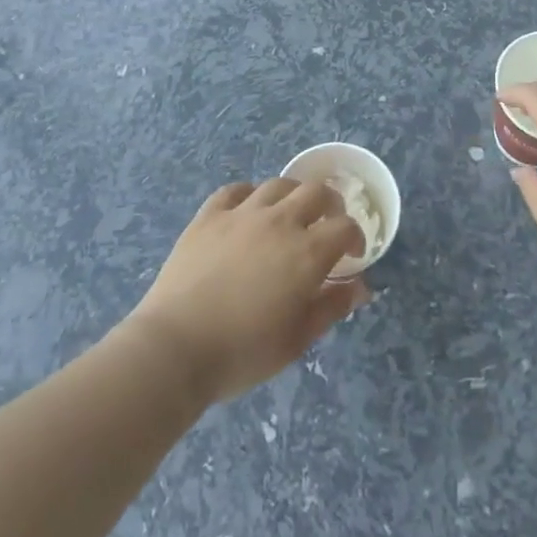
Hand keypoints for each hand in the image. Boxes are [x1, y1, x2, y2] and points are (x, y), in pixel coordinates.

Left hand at [128, 179, 367, 405]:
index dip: (355, 236)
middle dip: (331, 203)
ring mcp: (241, 214)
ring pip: (277, 184)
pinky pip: (235, 190)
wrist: (175, 347)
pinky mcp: (209, 215)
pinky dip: (249, 195)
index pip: (344, 226)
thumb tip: (360, 287)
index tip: (353, 254)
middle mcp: (279, 222)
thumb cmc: (242, 352)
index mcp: (306, 253)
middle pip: (315, 191)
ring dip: (292, 194)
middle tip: (328, 222)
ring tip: (290, 213)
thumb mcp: (297, 340)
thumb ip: (331, 307)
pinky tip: (248, 210)